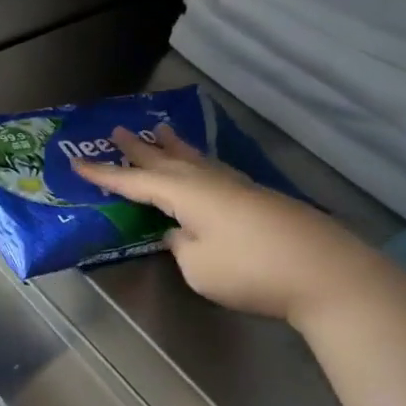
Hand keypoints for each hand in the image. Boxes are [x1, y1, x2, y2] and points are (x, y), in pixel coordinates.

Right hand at [72, 124, 391, 326]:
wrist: (328, 275)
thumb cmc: (251, 271)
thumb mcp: (198, 266)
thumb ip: (180, 245)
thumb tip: (179, 232)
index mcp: (185, 194)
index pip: (134, 182)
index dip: (104, 175)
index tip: (76, 164)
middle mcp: (209, 182)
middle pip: (166, 160)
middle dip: (138, 148)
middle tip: (116, 130)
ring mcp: (238, 188)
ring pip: (195, 160)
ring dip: (173, 147)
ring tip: (160, 131)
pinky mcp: (259, 199)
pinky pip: (215, 171)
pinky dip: (197, 163)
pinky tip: (202, 168)